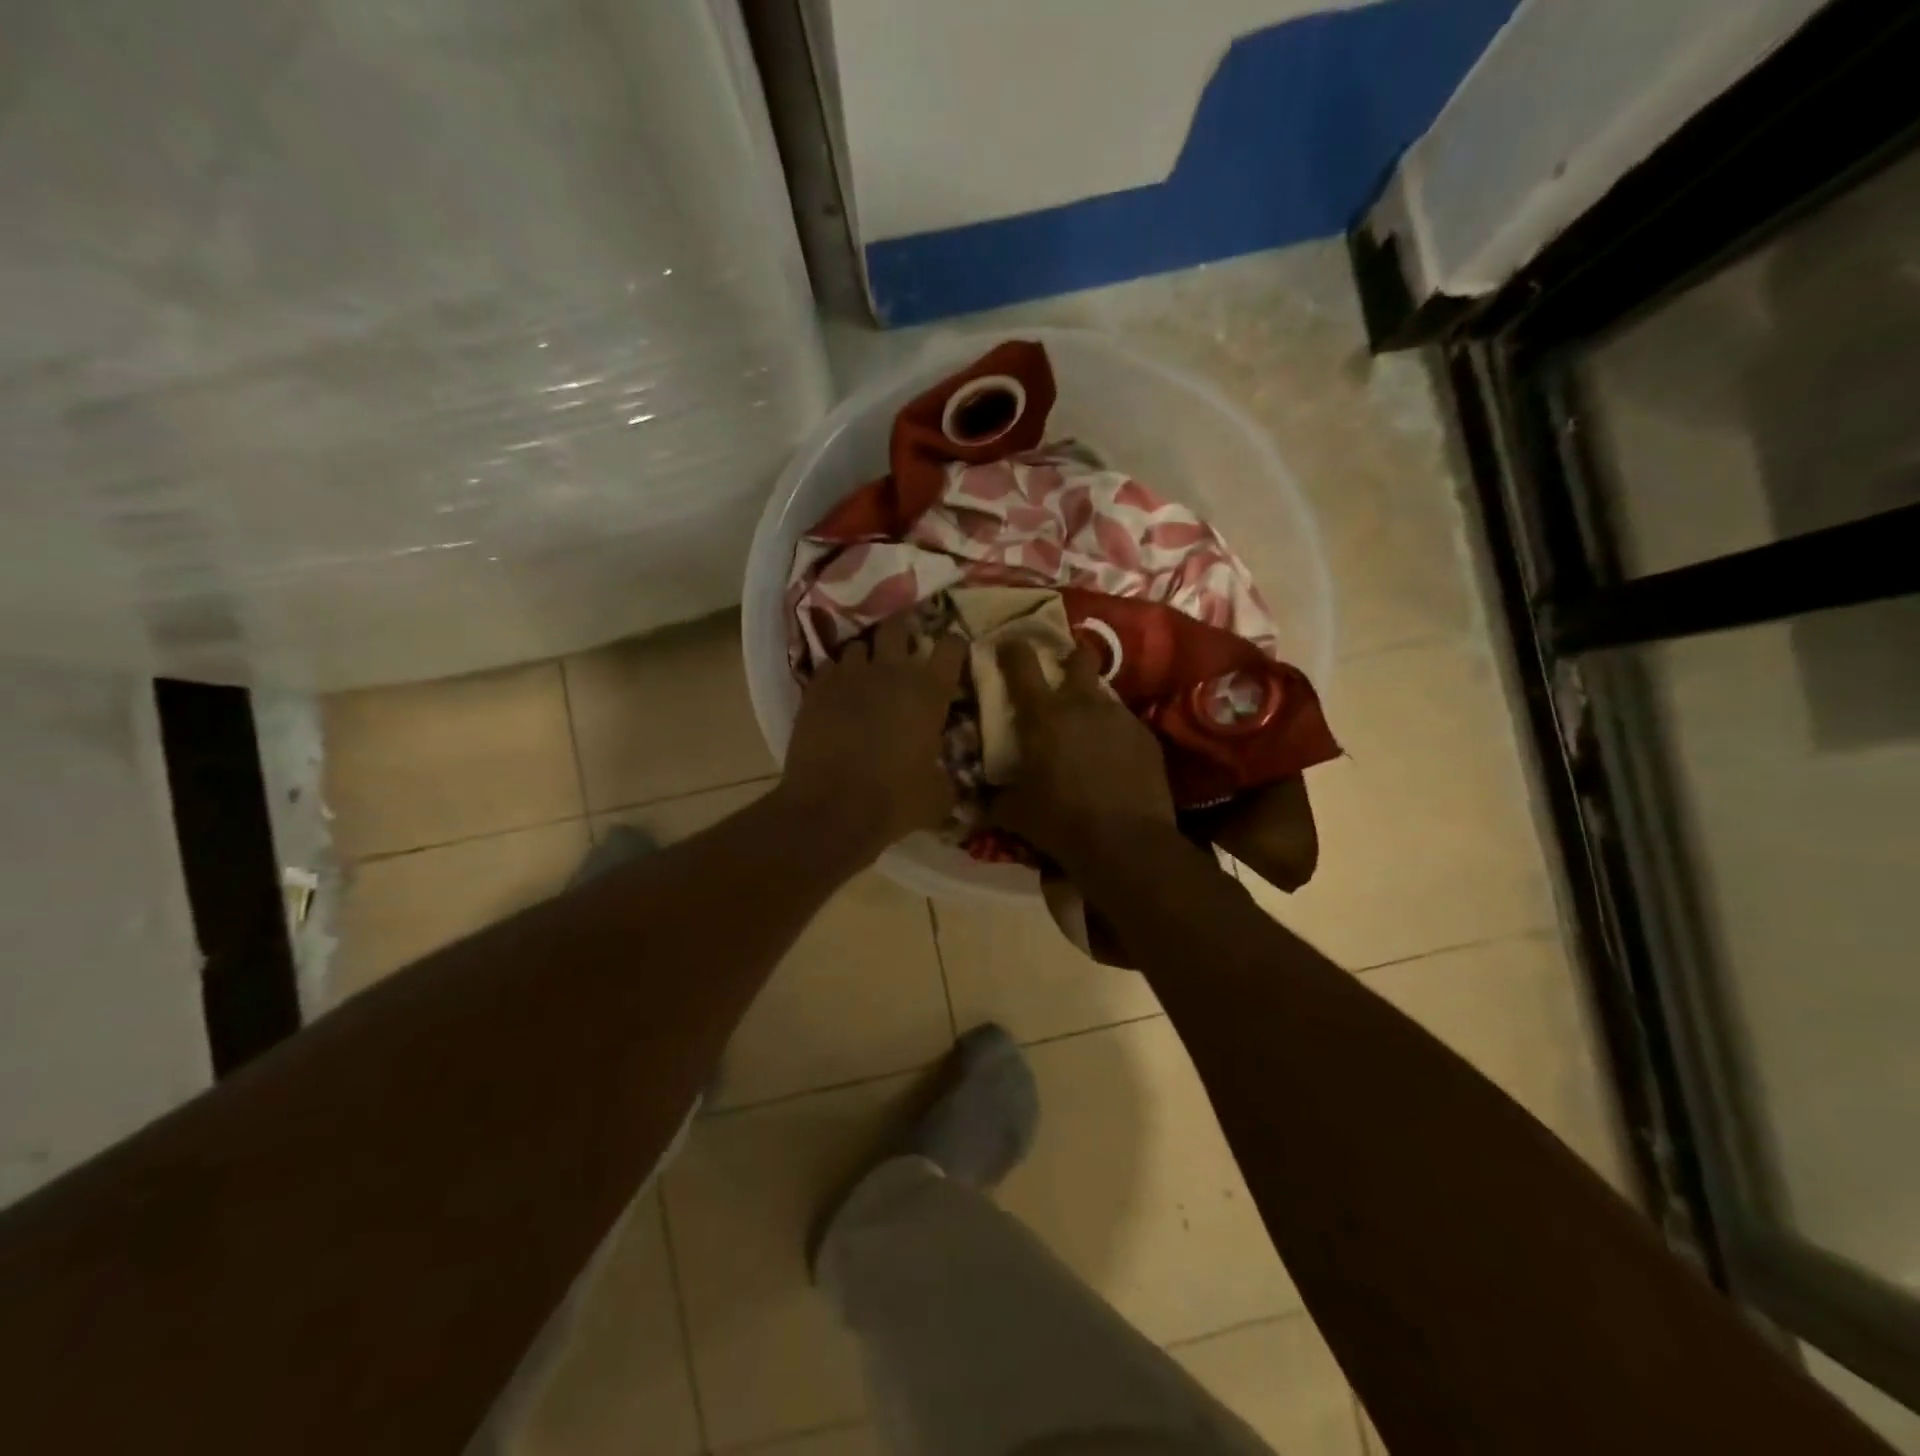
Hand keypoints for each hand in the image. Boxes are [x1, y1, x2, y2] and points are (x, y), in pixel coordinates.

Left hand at [780, 615, 967, 855]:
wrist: (831, 811)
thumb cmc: (894, 803)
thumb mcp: (938, 795)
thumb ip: (946, 776)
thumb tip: (945, 776)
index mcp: (929, 693)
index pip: (951, 647)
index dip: (954, 646)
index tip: (953, 653)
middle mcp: (891, 673)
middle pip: (898, 627)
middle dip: (903, 631)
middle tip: (904, 646)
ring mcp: (849, 677)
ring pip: (858, 644)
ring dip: (867, 655)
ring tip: (867, 672)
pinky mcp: (815, 690)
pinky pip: (829, 667)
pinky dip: (836, 675)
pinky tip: (838, 693)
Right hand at [988, 639, 1175, 871]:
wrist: (1126, 843)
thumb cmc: (1061, 822)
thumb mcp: (1016, 813)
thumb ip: (995, 799)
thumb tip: (979, 802)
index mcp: (1042, 716)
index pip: (1021, 664)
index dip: (1012, 649)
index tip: (1007, 644)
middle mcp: (1082, 704)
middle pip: (1078, 657)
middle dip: (1070, 659)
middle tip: (1061, 676)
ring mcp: (1119, 717)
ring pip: (1103, 694)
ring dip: (1091, 705)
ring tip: (1087, 733)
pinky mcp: (1145, 737)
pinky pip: (1124, 725)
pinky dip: (1114, 735)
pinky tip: (1113, 761)